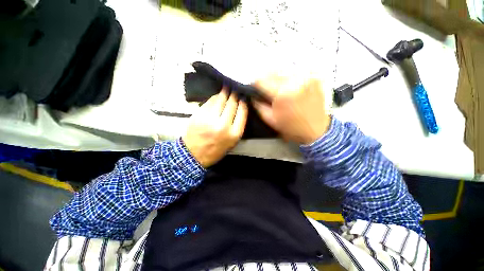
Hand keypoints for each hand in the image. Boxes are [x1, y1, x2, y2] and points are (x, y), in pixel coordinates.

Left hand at [183, 89, 247, 167]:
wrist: (194, 154)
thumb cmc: (216, 149)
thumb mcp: (232, 141)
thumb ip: (238, 125)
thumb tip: (239, 107)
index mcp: (234, 133)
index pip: (242, 112)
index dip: (243, 102)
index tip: (243, 97)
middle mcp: (223, 125)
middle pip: (232, 104)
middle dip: (235, 94)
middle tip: (236, 89)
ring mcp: (209, 119)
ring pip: (220, 99)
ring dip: (225, 92)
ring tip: (227, 88)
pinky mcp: (199, 115)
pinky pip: (209, 101)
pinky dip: (215, 97)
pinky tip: (217, 96)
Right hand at [253, 76, 330, 144]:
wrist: (317, 130)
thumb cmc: (292, 127)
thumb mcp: (270, 120)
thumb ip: (259, 106)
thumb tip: (253, 96)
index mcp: (283, 93)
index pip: (262, 80)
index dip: (255, 83)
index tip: (254, 87)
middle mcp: (295, 80)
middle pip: (273, 71)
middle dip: (266, 79)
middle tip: (265, 88)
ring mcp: (307, 76)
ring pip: (284, 70)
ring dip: (277, 77)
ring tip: (277, 87)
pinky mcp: (314, 77)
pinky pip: (296, 71)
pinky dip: (289, 77)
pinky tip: (289, 86)